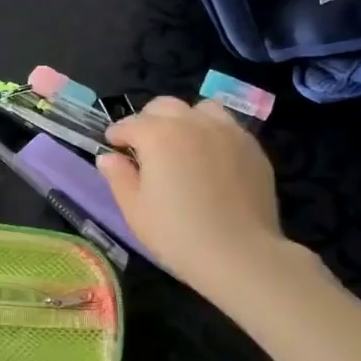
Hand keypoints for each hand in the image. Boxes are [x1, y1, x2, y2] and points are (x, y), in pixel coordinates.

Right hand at [97, 97, 292, 297]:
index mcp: (158, 135)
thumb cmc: (177, 234)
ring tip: (183, 144)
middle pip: (164, 106)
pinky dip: (212, 134)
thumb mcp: (135, 209)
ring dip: (185, 120)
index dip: (117, 134)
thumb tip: (108, 157)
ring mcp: (228, 131)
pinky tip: (211, 160)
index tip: (113, 146)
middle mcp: (193, 123)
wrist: (239, 254)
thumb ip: (118, 177)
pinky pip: (227, 127)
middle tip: (145, 146)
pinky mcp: (252, 148)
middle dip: (149, 120)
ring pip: (200, 109)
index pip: (130, 123)